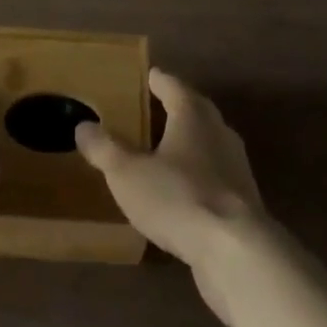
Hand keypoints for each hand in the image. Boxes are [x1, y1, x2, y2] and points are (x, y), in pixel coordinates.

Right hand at [76, 68, 266, 324]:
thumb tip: (83, 126)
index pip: (173, 86)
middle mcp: (218, 132)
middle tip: (154, 109)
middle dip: (177, 108)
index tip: (148, 75)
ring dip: (189, 143)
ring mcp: (236, 167)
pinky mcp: (243, 201)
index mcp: (192, 115)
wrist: (236, 252)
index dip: (158, 80)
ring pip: (209, 143)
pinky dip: (199, 176)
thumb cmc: (178, 198)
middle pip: (196, 110)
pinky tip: (184, 192)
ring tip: (166, 151)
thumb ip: (105, 149)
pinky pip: (216, 176)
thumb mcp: (127, 174)